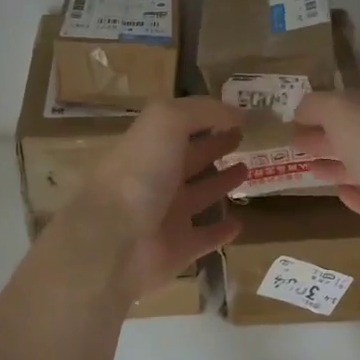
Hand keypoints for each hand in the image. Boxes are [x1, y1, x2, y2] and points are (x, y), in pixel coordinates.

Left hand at [65, 97, 245, 299]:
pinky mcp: (178, 249)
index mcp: (150, 147)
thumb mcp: (167, 122)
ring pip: (200, 195)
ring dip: (221, 183)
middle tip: (244, 139)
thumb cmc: (139, 173)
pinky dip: (221, 231)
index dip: (207, 118)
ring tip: (246, 170)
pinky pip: (205, 238)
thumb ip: (202, 110)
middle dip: (215, 146)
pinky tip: (239, 223)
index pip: (181, 128)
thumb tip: (238, 112)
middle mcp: (157, 179)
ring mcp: (167, 217)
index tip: (238, 115)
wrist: (113, 242)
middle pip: (191, 158)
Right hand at [290, 91, 359, 262]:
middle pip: (356, 135)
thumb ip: (316, 105)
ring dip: (336, 165)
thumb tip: (301, 111)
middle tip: (294, 143)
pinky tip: (338, 192)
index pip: (354, 104)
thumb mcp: (338, 110)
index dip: (325, 108)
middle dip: (326, 136)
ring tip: (308, 167)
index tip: (296, 118)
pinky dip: (354, 194)